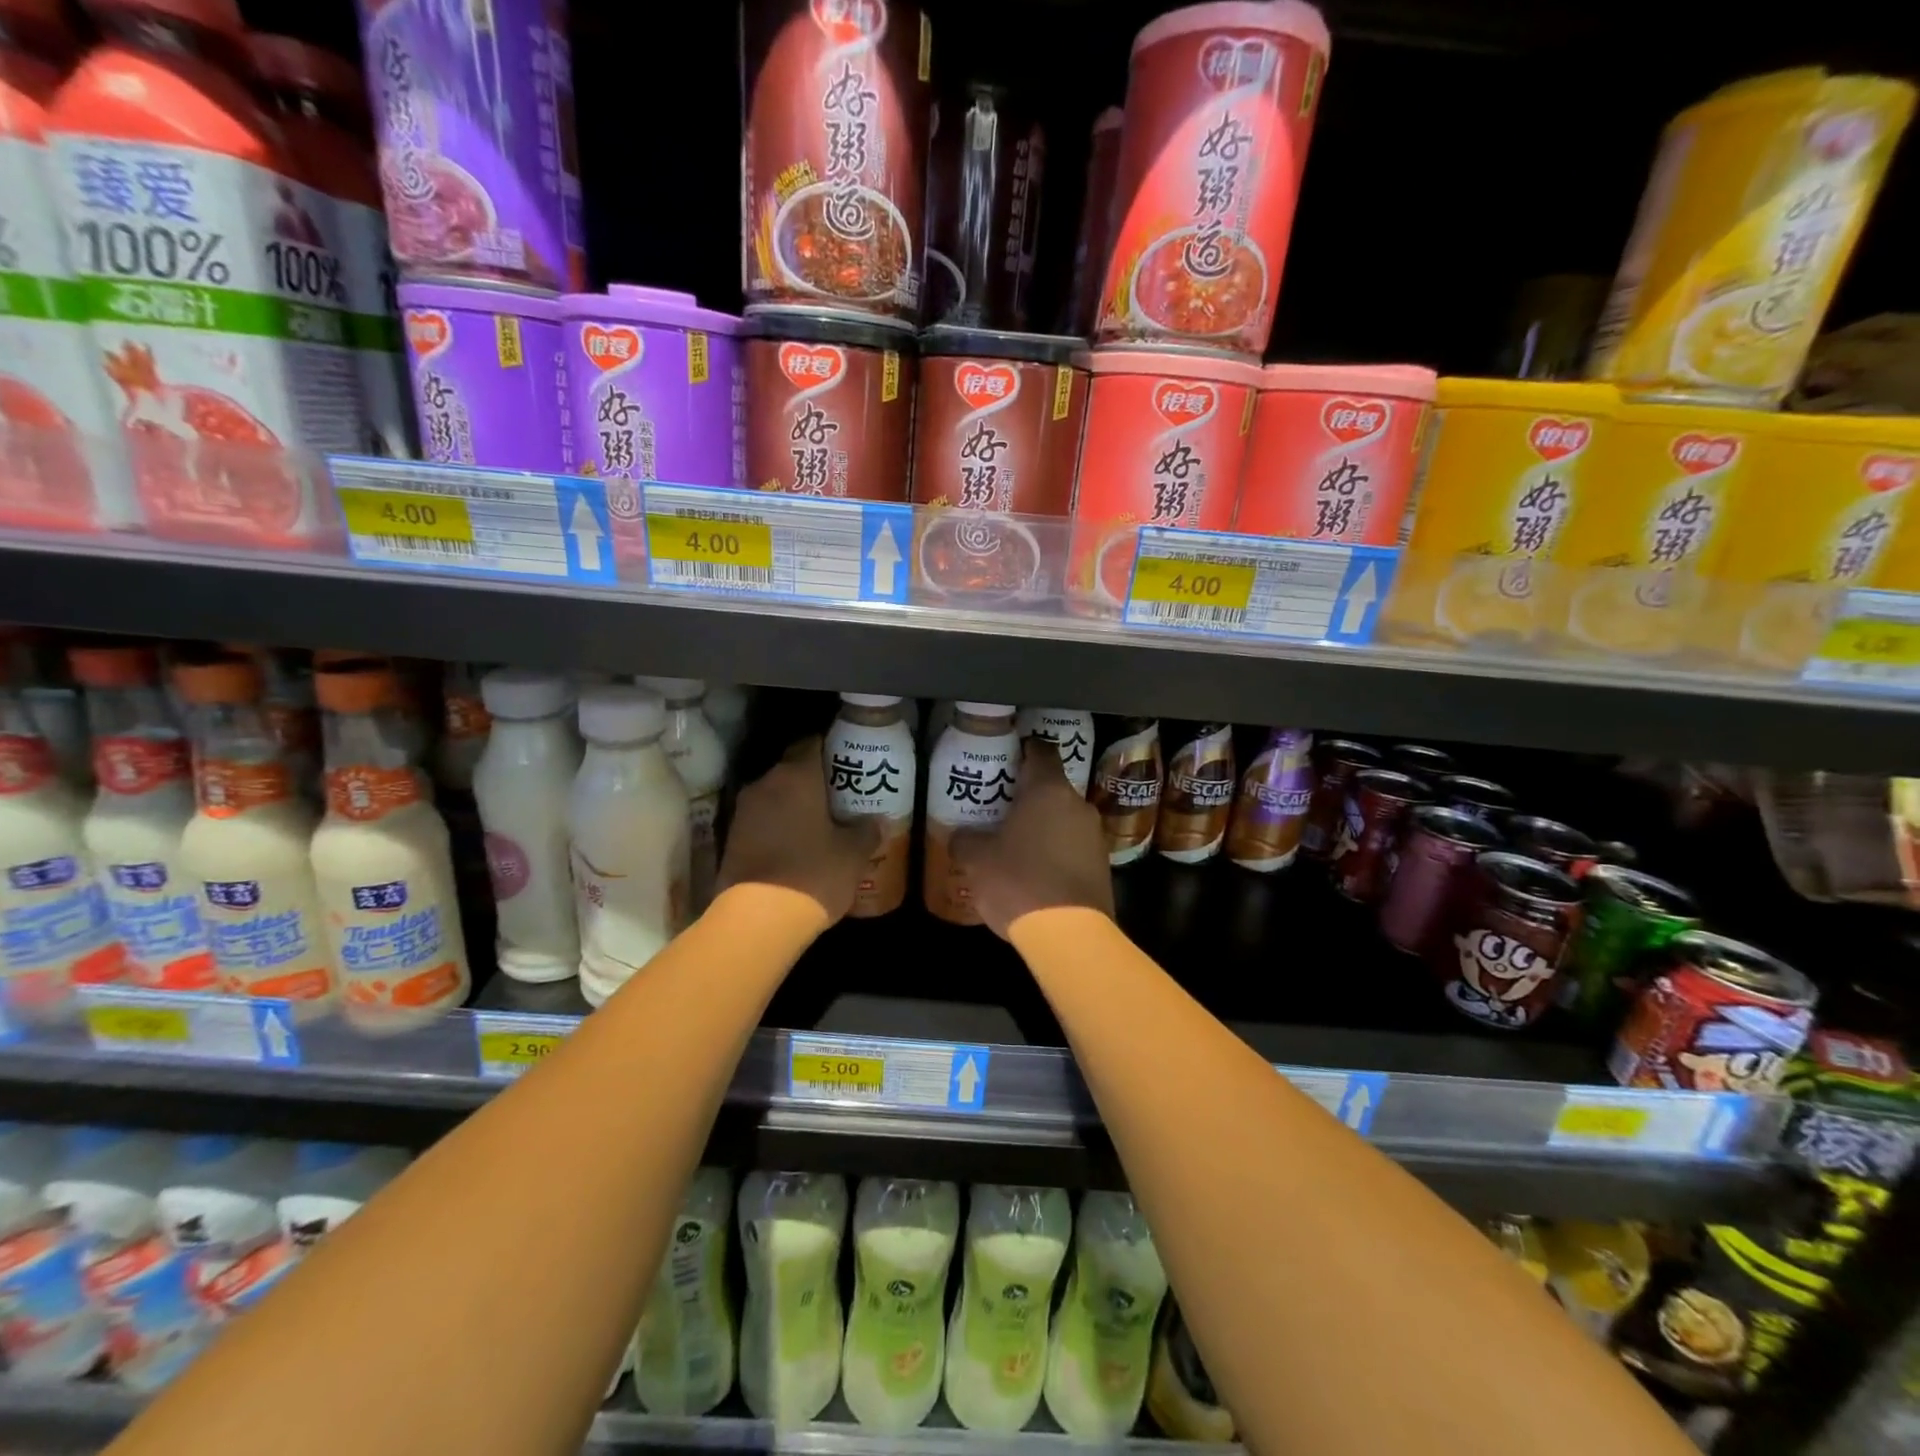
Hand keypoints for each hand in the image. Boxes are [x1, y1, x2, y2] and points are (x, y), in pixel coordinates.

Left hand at [718, 737, 879, 923]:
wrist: (757, 920)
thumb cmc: (813, 874)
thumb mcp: (853, 854)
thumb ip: (866, 831)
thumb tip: (877, 821)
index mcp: (796, 776)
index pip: (812, 743)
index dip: (832, 748)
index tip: (849, 761)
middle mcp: (765, 784)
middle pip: (792, 770)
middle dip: (814, 780)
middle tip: (841, 796)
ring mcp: (743, 812)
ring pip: (775, 796)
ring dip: (794, 805)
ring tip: (821, 823)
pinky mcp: (731, 840)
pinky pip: (762, 821)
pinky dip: (778, 827)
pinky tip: (797, 846)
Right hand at [950, 737, 1112, 938]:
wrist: (1069, 935)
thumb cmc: (1019, 882)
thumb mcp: (978, 861)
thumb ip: (965, 841)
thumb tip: (959, 836)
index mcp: (1048, 790)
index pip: (1040, 750)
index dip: (1022, 750)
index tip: (1005, 758)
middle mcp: (1077, 804)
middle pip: (1052, 787)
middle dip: (1027, 796)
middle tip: (999, 808)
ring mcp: (1095, 836)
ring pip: (1064, 818)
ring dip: (1043, 826)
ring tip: (1015, 843)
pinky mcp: (1102, 866)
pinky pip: (1074, 846)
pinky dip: (1056, 851)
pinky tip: (1035, 871)